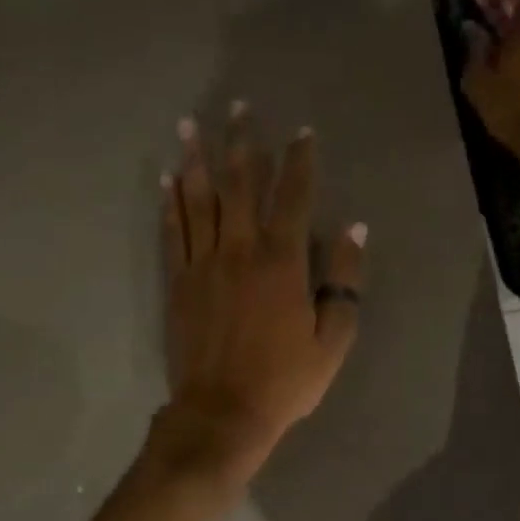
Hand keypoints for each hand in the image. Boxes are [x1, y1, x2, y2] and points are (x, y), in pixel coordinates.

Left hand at [156, 103, 365, 479]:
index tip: (302, 133)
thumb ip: (344, 281)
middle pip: (239, 185)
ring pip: (198, 200)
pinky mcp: (178, 283)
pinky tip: (166, 179)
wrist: (221, 413)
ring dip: (195, 159)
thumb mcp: (332, 340)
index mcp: (281, 263)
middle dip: (241, 143)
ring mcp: (203, 265)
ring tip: (190, 124)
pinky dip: (169, 203)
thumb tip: (354, 229)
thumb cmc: (284, 381)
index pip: (293, 198)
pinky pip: (173, 232)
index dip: (300, 162)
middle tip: (237, 107)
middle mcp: (239, 251)